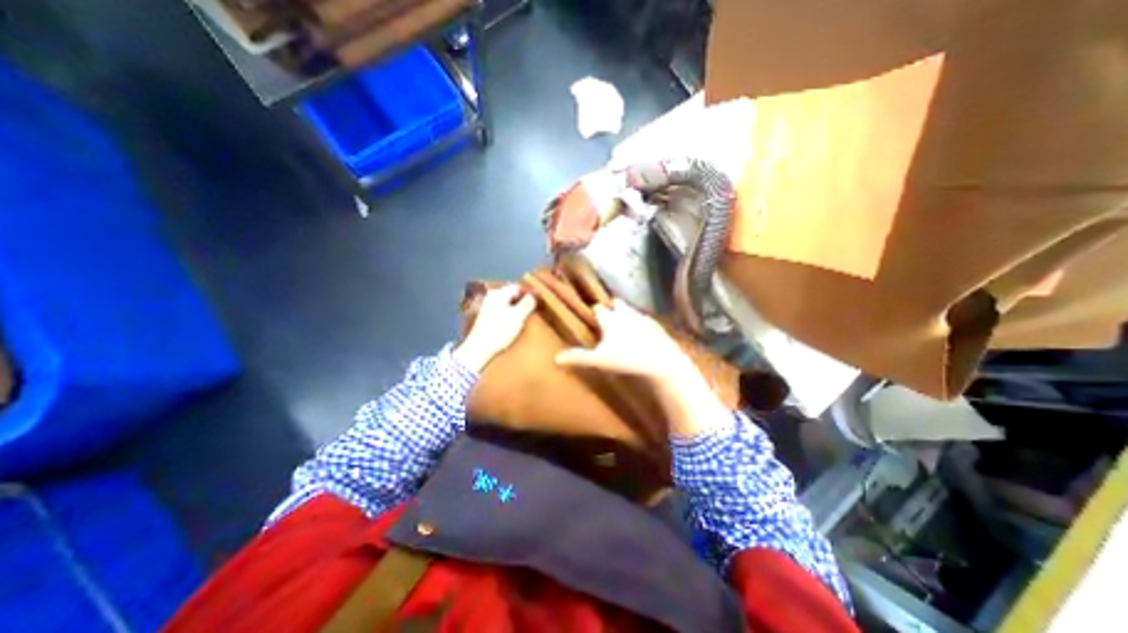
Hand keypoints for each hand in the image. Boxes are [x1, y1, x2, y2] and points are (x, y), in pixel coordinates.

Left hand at [452, 284, 535, 369]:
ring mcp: (487, 307)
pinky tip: (515, 321)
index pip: (517, 287)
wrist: (479, 348)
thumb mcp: (519, 315)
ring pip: (506, 302)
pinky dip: (510, 312)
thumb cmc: (500, 330)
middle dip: (523, 299)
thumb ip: (528, 303)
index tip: (539, 298)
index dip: (529, 292)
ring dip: (517, 306)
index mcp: (499, 293)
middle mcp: (491, 297)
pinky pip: (502, 310)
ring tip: (527, 314)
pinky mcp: (486, 318)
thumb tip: (533, 296)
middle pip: (511, 294)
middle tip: (535, 306)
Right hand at [554, 298, 730, 437]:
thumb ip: (578, 357)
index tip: (592, 316)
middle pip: (616, 304)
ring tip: (624, 326)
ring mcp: (643, 318)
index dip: (595, 312)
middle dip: (611, 308)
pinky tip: (642, 334)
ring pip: (631, 311)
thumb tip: (555, 357)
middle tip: (608, 318)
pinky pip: (645, 320)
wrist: (662, 361)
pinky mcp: (656, 326)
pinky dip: (641, 324)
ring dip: (626, 315)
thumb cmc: (627, 358)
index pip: (598, 309)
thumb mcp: (599, 360)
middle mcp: (626, 313)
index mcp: (610, 318)